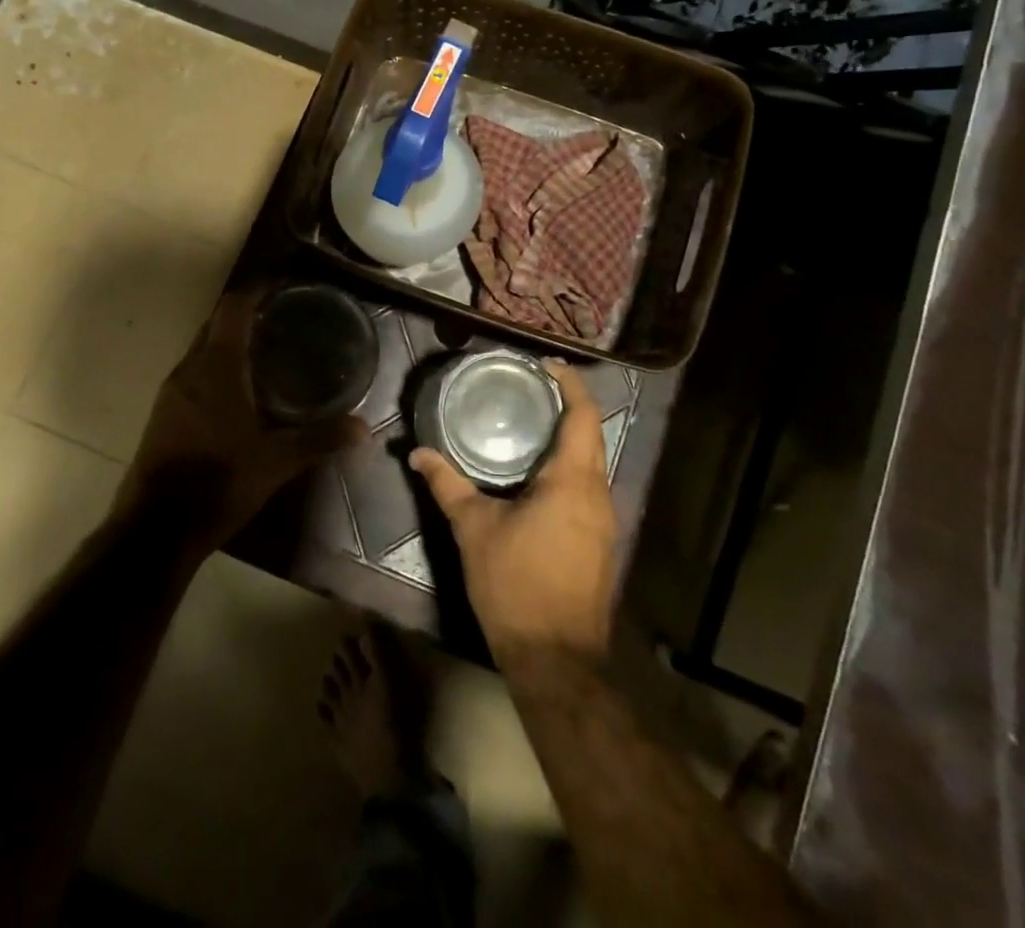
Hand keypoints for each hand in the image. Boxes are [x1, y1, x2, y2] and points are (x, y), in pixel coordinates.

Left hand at [123, 289, 364, 550]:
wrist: (155, 528)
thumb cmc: (218, 482)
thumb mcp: (277, 462)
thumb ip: (320, 439)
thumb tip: (364, 428)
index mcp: (216, 367)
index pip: (233, 308)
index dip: (256, 290)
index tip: (282, 284)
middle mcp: (189, 370)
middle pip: (216, 324)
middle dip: (246, 313)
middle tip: (284, 315)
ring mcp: (171, 392)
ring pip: (202, 349)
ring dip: (230, 340)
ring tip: (267, 346)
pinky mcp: (163, 414)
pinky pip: (194, 372)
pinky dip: (217, 365)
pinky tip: (239, 388)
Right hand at [410, 361, 616, 659]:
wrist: (556, 659)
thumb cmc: (515, 585)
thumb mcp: (474, 529)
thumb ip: (447, 484)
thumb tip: (418, 453)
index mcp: (573, 480)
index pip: (583, 415)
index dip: (570, 383)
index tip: (546, 364)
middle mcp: (598, 493)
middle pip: (592, 434)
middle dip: (568, 406)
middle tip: (530, 389)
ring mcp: (605, 520)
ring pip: (593, 462)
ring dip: (569, 438)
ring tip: (531, 423)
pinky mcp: (601, 542)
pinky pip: (589, 487)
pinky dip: (569, 467)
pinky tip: (538, 475)